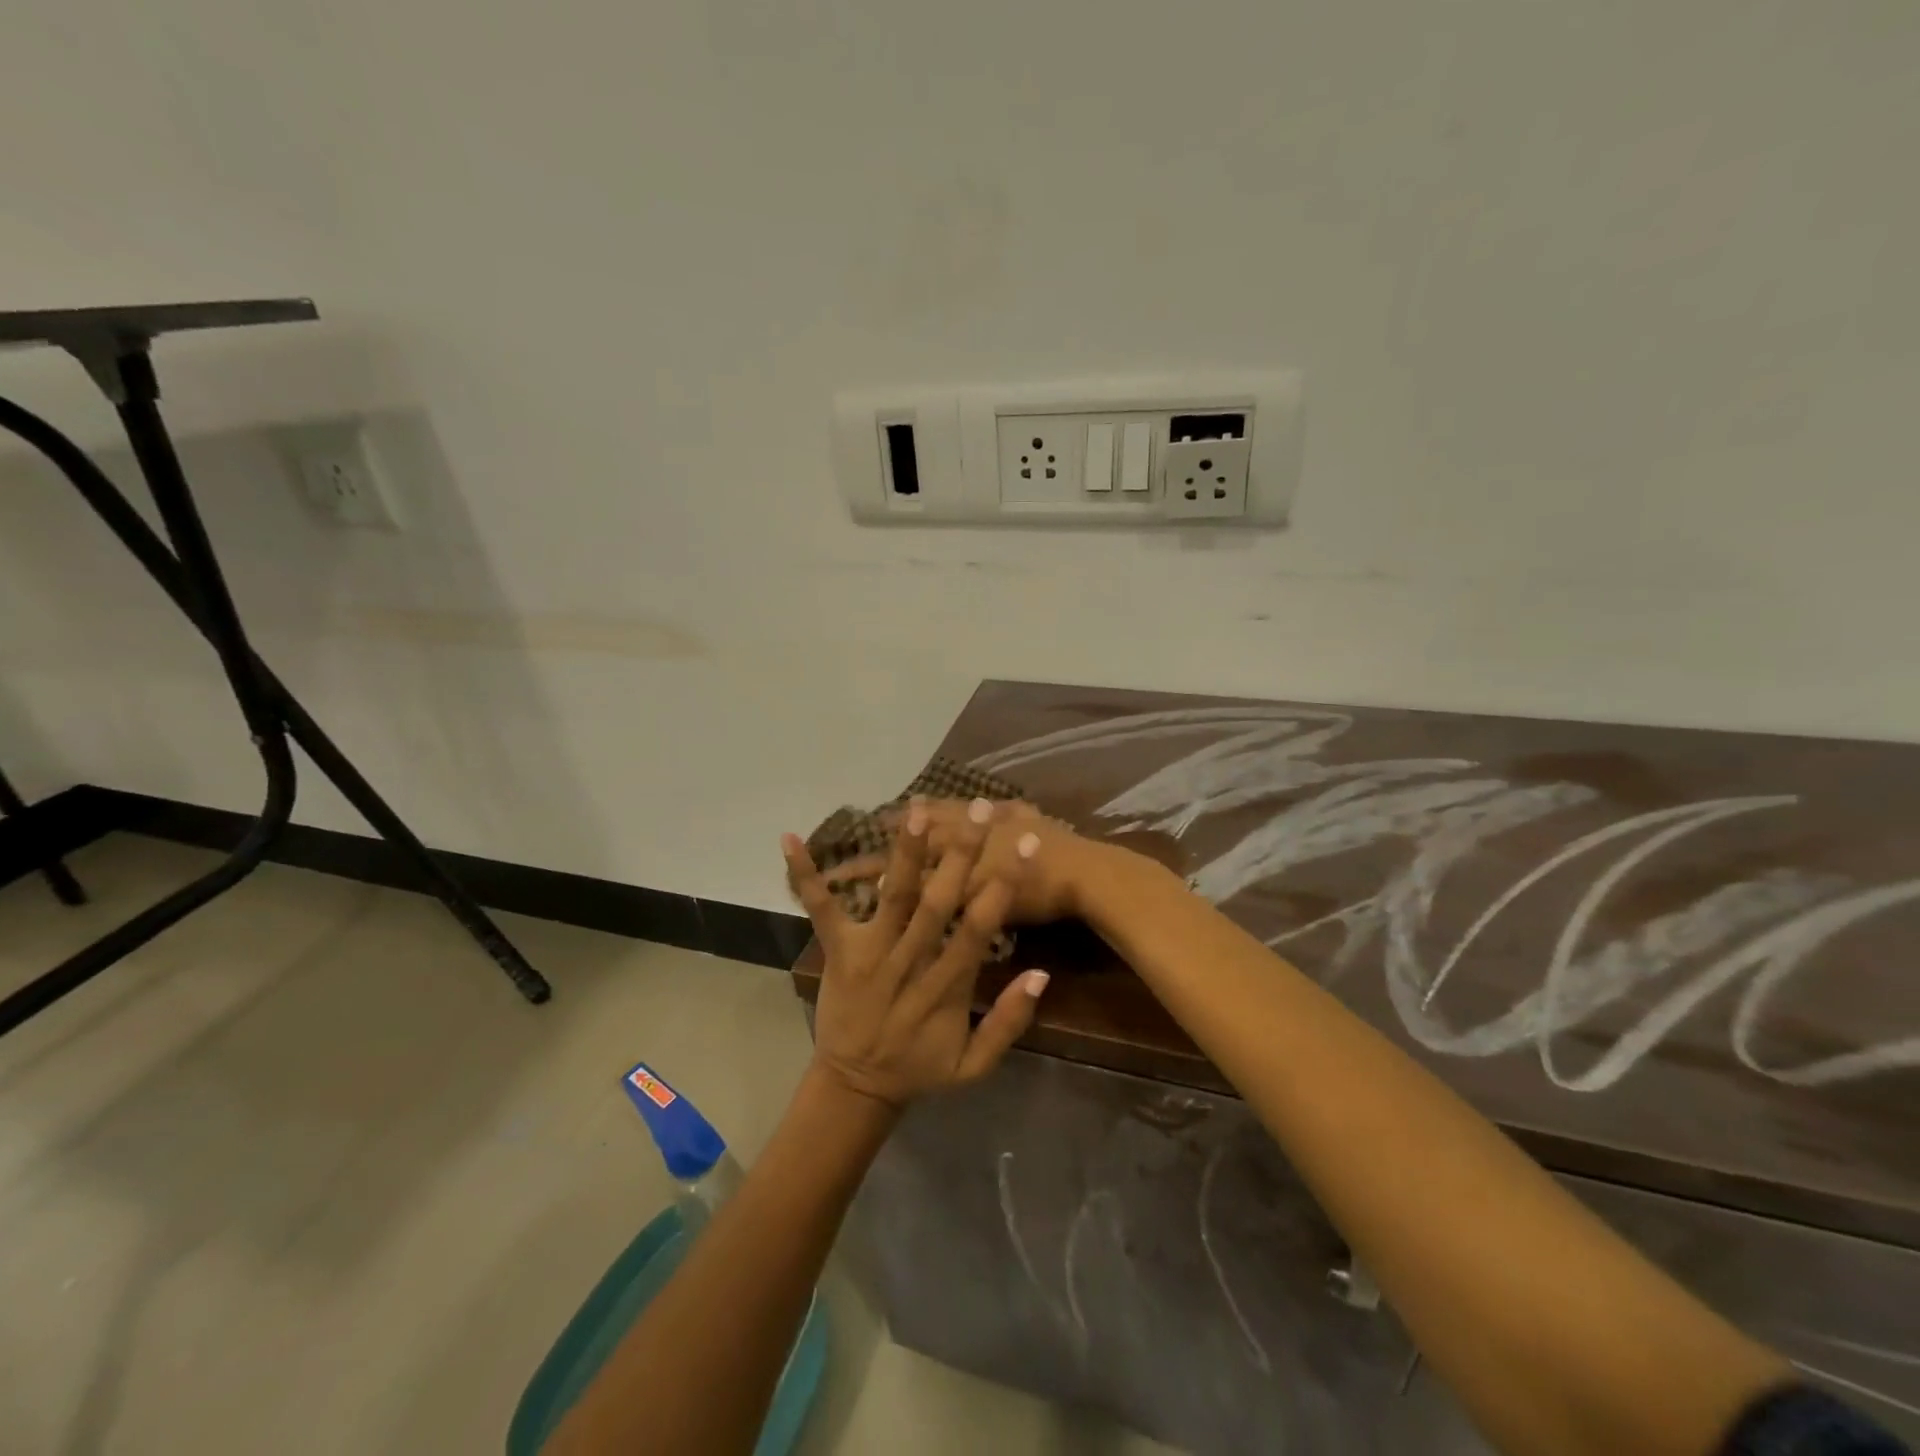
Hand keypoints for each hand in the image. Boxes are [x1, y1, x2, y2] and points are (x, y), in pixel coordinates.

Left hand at [783, 798, 1049, 1109]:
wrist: (855, 1087)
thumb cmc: (919, 1068)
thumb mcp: (973, 1066)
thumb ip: (1009, 1022)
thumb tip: (1041, 974)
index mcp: (945, 987)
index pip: (979, 928)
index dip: (1004, 885)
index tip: (1024, 845)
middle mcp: (908, 962)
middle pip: (937, 903)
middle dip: (959, 854)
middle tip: (978, 809)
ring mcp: (869, 954)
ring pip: (891, 897)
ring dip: (904, 854)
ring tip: (916, 811)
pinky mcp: (837, 951)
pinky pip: (820, 910)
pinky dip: (805, 876)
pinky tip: (790, 839)